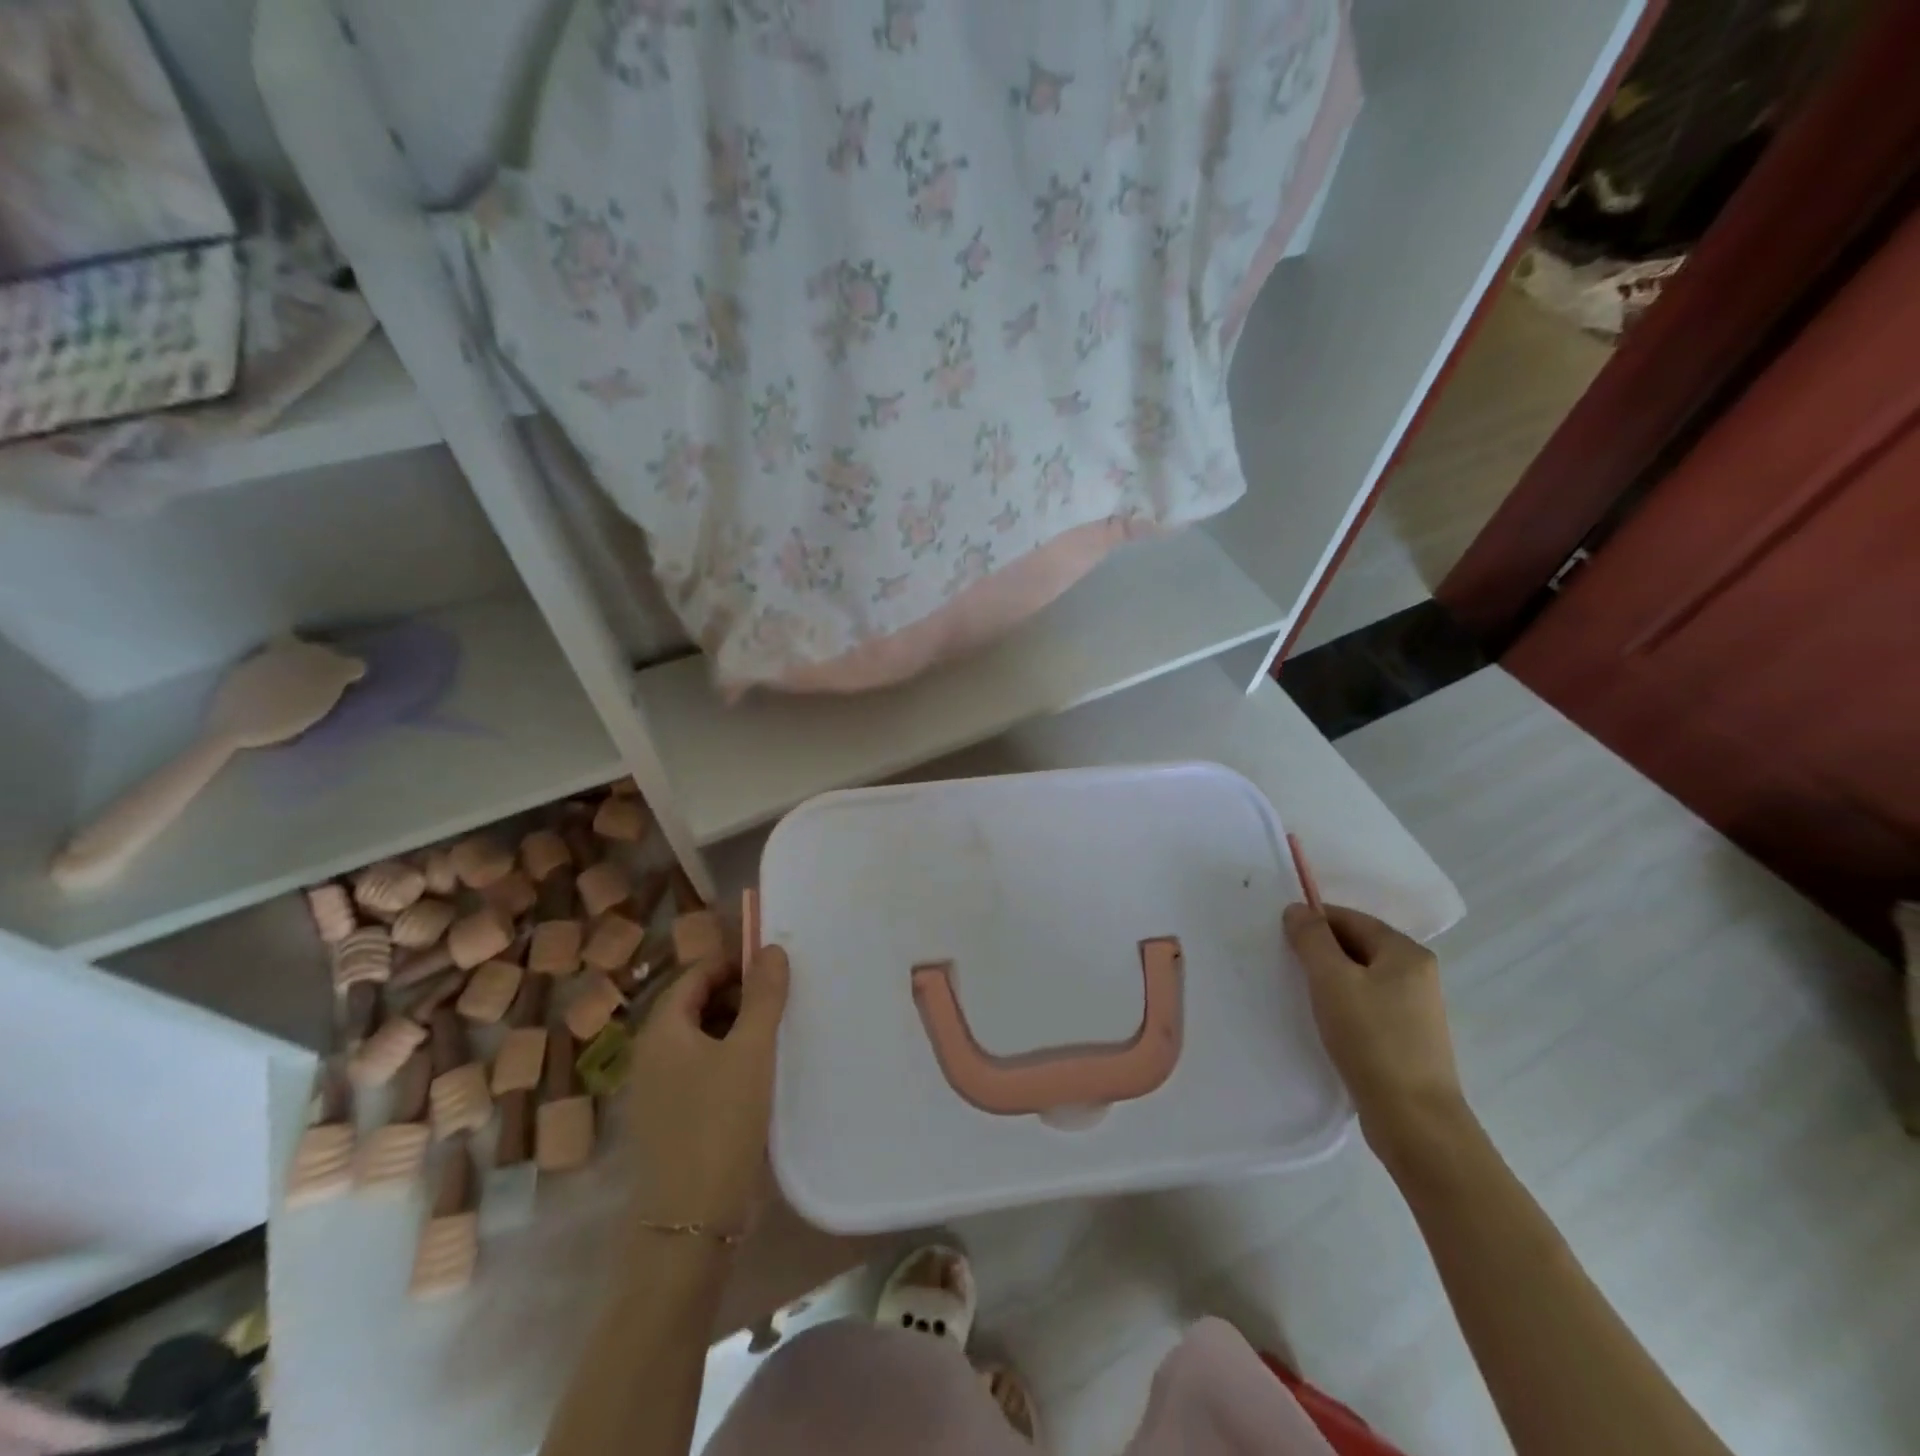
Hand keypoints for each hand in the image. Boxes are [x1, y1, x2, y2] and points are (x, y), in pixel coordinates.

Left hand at [624, 945, 790, 1234]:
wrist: (690, 1222)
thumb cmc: (720, 1122)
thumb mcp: (751, 1051)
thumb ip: (763, 996)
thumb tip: (771, 948)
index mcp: (661, 1030)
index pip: (696, 974)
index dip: (734, 963)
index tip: (776, 965)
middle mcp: (651, 1054)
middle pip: (696, 1004)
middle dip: (738, 994)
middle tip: (783, 997)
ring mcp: (657, 1089)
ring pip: (701, 1038)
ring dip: (737, 1027)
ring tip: (779, 1030)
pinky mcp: (671, 1118)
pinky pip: (701, 1069)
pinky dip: (729, 1058)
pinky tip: (761, 1071)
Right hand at [1283, 902, 1468, 1153]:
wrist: (1413, 1119)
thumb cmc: (1371, 1039)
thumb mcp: (1332, 980)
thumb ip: (1312, 938)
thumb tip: (1298, 909)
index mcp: (1406, 953)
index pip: (1351, 918)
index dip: (1314, 921)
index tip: (1280, 937)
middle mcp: (1417, 974)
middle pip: (1357, 945)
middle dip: (1320, 950)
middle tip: (1284, 963)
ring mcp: (1415, 1008)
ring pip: (1360, 976)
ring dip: (1329, 979)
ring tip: (1299, 992)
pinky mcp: (1406, 1038)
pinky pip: (1366, 1004)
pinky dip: (1342, 1004)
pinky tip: (1323, 1021)